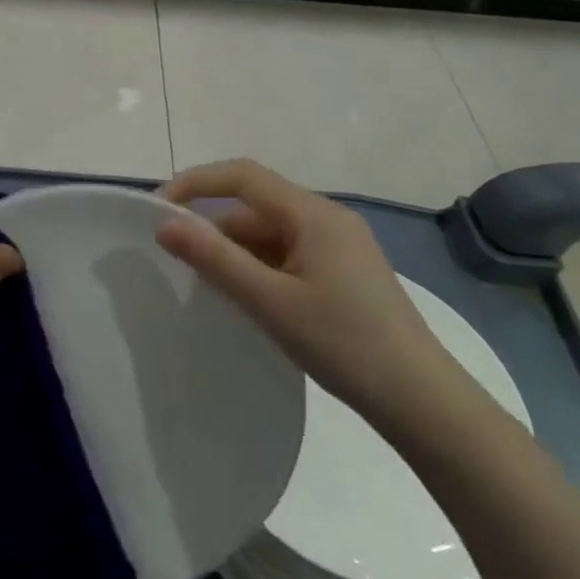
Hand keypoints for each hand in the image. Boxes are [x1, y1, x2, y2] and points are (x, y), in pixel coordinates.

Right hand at [157, 159, 453, 425]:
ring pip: (271, 232)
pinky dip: (259, 266)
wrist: (422, 401)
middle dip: (214, 226)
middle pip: (256, 205)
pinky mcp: (344, 271)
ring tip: (207, 285)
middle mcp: (328, 218)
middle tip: (178, 260)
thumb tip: (165, 225)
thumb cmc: (344, 344)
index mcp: (314, 214)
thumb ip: (215, 259)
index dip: (195, 183)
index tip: (157, 210)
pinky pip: (288, 253)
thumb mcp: (270, 301)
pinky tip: (246, 297)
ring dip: (235, 250)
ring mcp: (340, 245)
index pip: (243, 176)